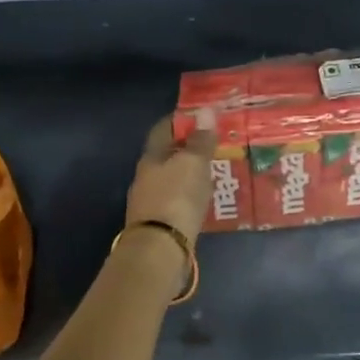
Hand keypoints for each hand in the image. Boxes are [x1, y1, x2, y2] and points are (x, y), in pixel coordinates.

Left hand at [127, 114, 216, 245]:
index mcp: (151, 158)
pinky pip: (177, 200)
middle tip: (213, 144)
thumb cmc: (176, 197)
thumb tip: (206, 110)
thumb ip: (200, 140)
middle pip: (167, 155)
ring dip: (189, 174)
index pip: (163, 130)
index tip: (201, 117)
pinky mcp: (159, 223)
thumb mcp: (193, 164)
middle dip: (187, 148)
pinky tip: (204, 199)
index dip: (180, 120)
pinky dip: (190, 195)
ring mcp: (150, 202)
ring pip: (172, 179)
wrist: (160, 248)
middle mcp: (146, 177)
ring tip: (213, 171)